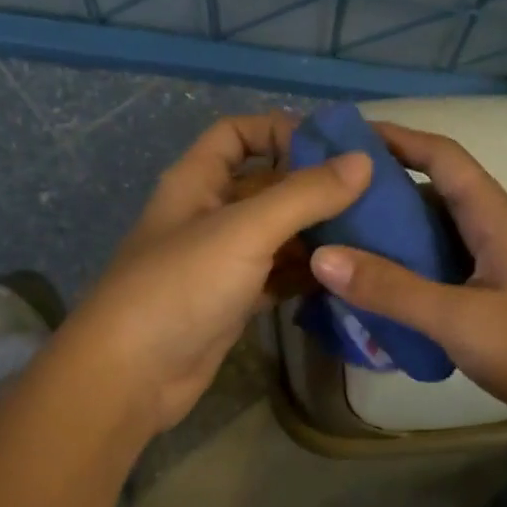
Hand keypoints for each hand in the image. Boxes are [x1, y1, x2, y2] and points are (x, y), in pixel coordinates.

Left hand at [59, 113, 371, 437]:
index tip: (334, 147)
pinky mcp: (233, 302)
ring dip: (316, 233)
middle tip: (373, 194)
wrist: (133, 376)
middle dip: (313, 187)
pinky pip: (277, 276)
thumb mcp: (245, 230)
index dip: (279, 130)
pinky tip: (346, 275)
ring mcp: (221, 262)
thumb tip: (364, 161)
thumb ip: (305, 195)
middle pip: (266, 185)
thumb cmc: (181, 287)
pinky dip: (306, 274)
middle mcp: (209, 214)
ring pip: (276, 234)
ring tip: (373, 234)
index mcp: (197, 181)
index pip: (237, 134)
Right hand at [308, 122, 506, 445]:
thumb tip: (324, 255)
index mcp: (496, 219)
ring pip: (440, 238)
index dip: (397, 138)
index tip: (346, 137)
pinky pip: (447, 274)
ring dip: (396, 238)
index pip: (443, 156)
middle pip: (435, 195)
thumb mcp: (462, 321)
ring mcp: (502, 268)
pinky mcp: (502, 302)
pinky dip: (413, 277)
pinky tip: (383, 297)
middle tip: (328, 203)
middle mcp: (499, 233)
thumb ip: (394, 290)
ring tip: (342, 247)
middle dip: (384, 193)